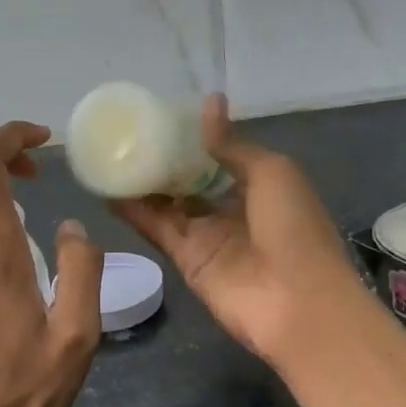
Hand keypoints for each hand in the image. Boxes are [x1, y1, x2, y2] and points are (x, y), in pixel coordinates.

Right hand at [113, 94, 365, 367]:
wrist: (297, 303)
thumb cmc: (294, 229)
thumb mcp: (271, 172)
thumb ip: (232, 144)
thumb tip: (209, 103)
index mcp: (261, 185)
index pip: (222, 156)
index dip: (196, 138)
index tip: (164, 116)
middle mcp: (232, 209)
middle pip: (191, 181)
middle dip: (164, 161)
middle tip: (128, 133)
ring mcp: (208, 236)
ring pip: (169, 204)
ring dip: (143, 184)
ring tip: (110, 155)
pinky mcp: (187, 260)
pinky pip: (157, 230)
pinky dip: (134, 212)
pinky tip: (108, 190)